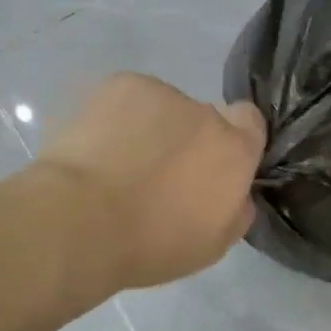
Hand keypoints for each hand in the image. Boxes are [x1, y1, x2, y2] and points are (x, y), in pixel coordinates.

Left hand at [36, 73, 266, 290]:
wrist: (79, 221)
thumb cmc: (150, 244)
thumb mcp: (212, 245)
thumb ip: (235, 209)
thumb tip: (236, 194)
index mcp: (234, 150)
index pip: (250, 122)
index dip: (233, 139)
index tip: (210, 166)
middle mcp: (205, 113)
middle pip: (203, 118)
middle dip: (186, 140)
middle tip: (154, 175)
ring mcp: (162, 93)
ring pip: (163, 108)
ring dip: (150, 127)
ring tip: (115, 163)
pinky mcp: (121, 85)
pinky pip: (128, 98)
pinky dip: (117, 117)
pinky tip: (96, 145)